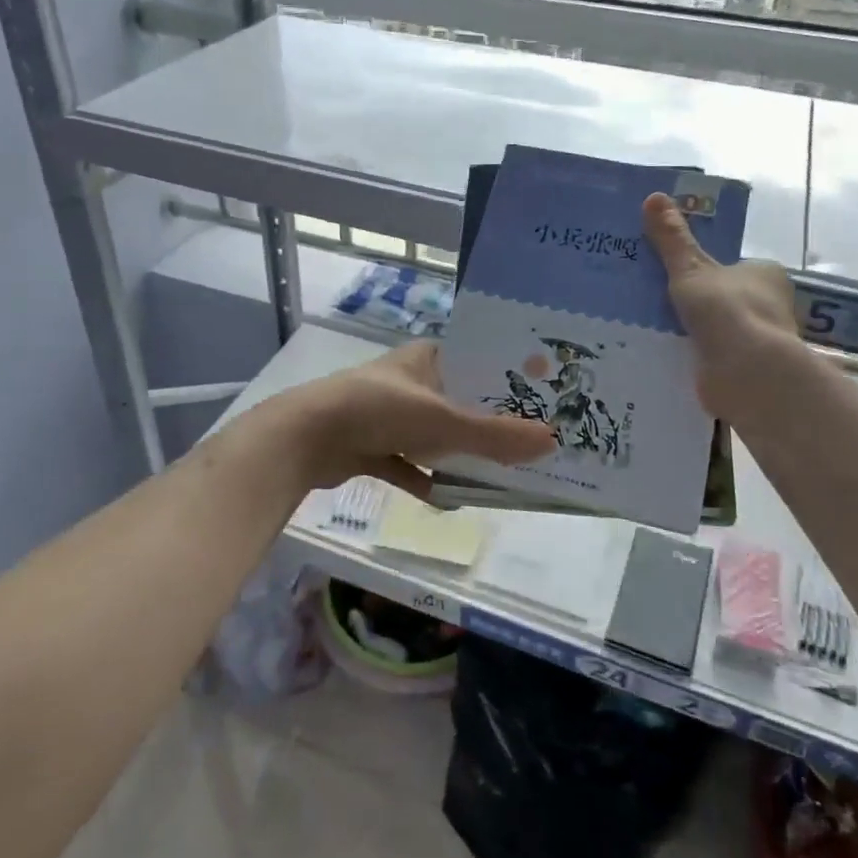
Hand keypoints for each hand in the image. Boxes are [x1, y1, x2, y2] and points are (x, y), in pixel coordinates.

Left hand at [281, 340, 556, 498]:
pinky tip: (450, 499)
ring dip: (459, 454)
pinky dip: (427, 480)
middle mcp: (410, 381)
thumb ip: (493, 436)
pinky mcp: (373, 446)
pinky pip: (409, 465)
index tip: (543, 397)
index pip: (476, 360)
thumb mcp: (441, 420)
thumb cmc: (378, 411)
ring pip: (435, 436)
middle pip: (459, 402)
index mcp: (426, 357)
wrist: (305, 438)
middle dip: (488, 423)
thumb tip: (551, 442)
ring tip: (502, 473)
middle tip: (531, 442)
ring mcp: (389, 415)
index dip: (507, 377)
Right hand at [642, 192, 803, 418]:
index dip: (708, 270)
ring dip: (695, 332)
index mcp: (765, 275)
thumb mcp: (690, 268)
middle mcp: (770, 306)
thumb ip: (672, 238)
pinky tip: (667, 354)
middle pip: (727, 298)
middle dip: (698, 302)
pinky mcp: (747, 371)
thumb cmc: (726, 310)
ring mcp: (760, 341)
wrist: (747, 373)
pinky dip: (695, 356)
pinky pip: (714, 357)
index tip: (676, 275)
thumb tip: (653, 196)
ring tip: (651, 327)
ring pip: (720, 330)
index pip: (736, 267)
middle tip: (655, 300)